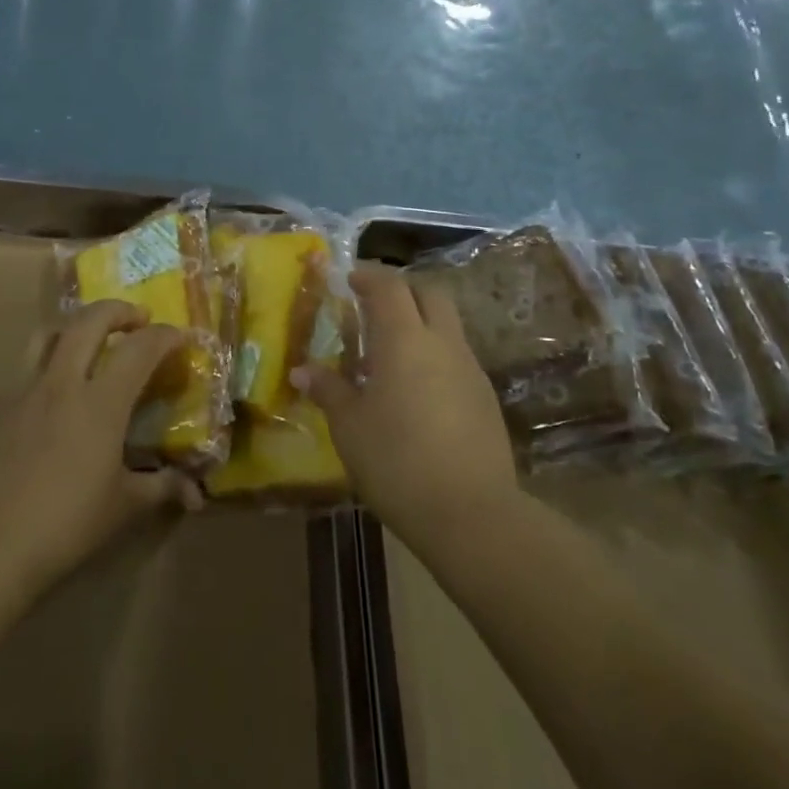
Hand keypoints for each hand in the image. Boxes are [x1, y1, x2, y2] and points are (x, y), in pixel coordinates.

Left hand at [0, 300, 202, 589]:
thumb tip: (195, 493)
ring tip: (93, 341)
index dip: (165, 336)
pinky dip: (52, 364)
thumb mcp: (124, 506)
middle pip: (89, 321)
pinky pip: (30, 369)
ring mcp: (26, 393)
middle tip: (138, 320)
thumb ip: (161, 488)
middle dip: (118, 310)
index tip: (181, 338)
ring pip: (50, 335)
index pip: (139, 348)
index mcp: (100, 402)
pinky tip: (60, 398)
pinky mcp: (1, 410)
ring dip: (77, 326)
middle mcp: (63, 384)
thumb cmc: (67, 523)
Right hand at [295, 264, 516, 553]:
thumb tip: (302, 371)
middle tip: (372, 308)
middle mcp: (442, 342)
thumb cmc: (396, 460)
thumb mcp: (349, 426)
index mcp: (404, 339)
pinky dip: (434, 356)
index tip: (349, 279)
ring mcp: (470, 368)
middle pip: (428, 292)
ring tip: (389, 355)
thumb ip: (328, 390)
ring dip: (419, 324)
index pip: (389, 285)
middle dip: (401, 290)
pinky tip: (416, 391)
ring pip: (447, 325)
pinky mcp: (486, 397)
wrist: (471, 512)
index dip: (368, 275)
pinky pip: (457, 357)